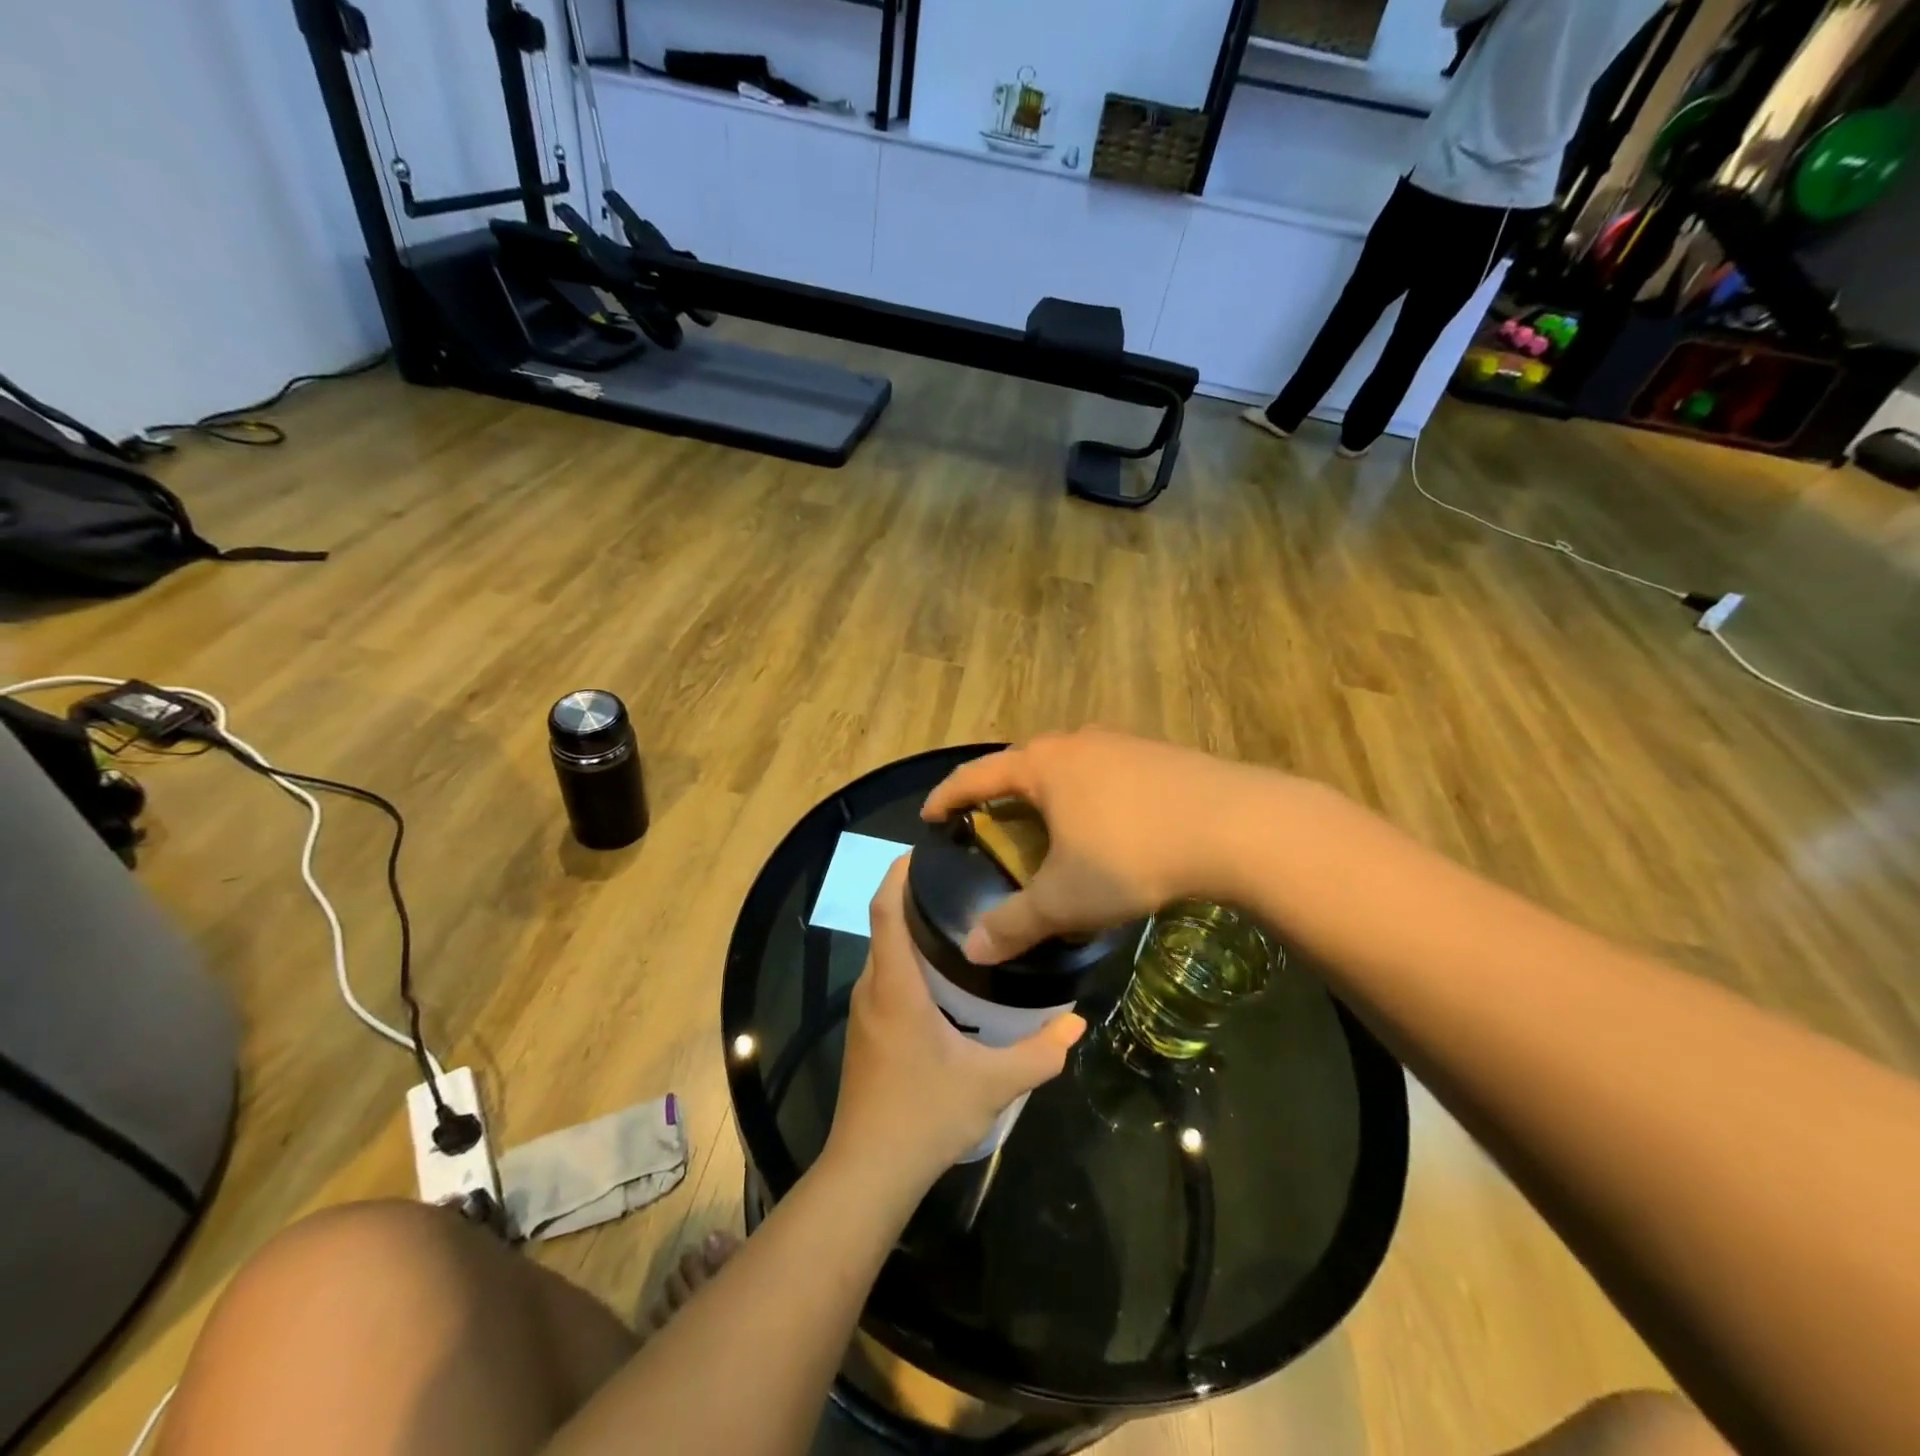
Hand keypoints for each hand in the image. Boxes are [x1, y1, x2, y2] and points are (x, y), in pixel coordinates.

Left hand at [828, 859, 1085, 1188]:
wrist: (868, 1172)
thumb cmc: (924, 1115)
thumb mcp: (993, 1084)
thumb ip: (1039, 1053)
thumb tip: (1075, 1024)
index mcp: (896, 987)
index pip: (885, 912)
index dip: (897, 875)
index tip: (923, 851)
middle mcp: (872, 990)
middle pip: (885, 927)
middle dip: (914, 899)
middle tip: (962, 884)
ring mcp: (864, 1013)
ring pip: (884, 956)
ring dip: (911, 933)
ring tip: (959, 923)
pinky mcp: (866, 1034)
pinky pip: (884, 980)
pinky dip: (907, 963)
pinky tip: (943, 980)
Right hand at [921, 728, 1279, 963]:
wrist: (1238, 827)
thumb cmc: (1133, 855)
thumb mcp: (1066, 898)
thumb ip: (1015, 923)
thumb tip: (973, 948)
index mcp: (1042, 765)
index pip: (976, 776)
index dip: (947, 796)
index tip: (929, 815)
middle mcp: (1077, 742)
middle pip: (1022, 766)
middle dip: (1001, 797)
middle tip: (991, 830)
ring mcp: (1123, 743)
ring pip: (1069, 769)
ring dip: (1050, 796)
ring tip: (1050, 830)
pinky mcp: (1160, 756)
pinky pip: (1106, 775)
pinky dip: (1090, 798)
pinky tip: (1108, 828)